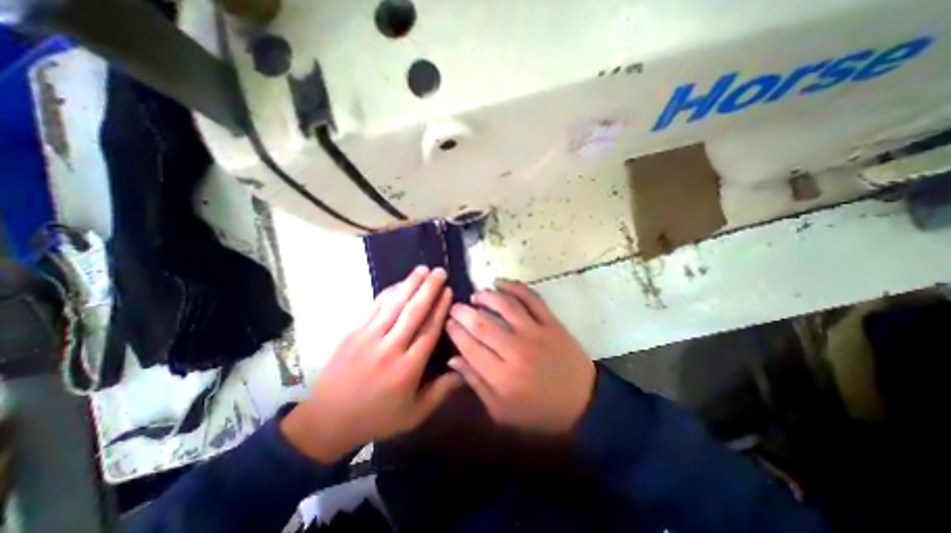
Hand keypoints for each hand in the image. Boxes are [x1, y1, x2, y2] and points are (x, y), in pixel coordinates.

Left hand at [280, 265, 461, 461]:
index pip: (429, 330)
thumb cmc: (376, 417)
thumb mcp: (414, 413)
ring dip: (410, 284)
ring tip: (422, 269)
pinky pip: (373, 307)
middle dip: (429, 289)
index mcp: (408, 368)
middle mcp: (390, 348)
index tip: (449, 291)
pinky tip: (399, 283)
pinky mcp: (352, 332)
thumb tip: (464, 370)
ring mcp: (368, 337)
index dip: (440, 308)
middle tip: (440, 272)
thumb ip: (441, 391)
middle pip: (414, 312)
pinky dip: (388, 292)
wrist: (326, 420)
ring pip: (394, 304)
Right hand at [447, 282, 592, 433]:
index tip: (447, 322)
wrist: (584, 404)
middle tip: (456, 307)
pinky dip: (514, 286)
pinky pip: (531, 298)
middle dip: (463, 312)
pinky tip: (500, 283)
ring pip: (504, 305)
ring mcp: (536, 333)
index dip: (455, 331)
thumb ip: (476, 384)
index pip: (469, 346)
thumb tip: (453, 358)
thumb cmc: (539, 412)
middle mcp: (516, 351)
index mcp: (501, 377)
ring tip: (476, 295)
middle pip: (482, 323)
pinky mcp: (551, 323)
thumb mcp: (502, 411)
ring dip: (486, 296)